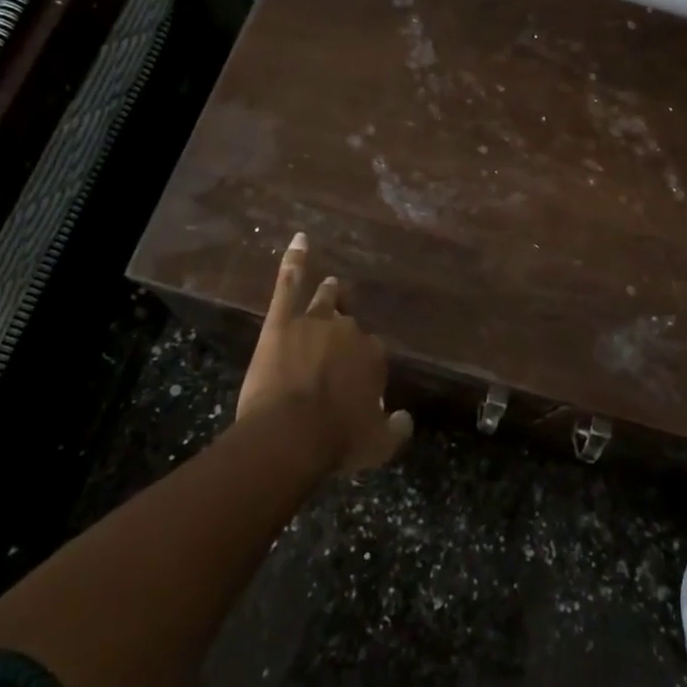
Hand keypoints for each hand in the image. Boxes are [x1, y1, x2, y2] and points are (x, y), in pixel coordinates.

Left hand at [238, 233, 412, 474]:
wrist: (290, 436)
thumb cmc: (336, 441)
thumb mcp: (378, 446)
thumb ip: (396, 430)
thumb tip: (405, 419)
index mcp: (373, 356)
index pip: (373, 353)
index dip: (362, 368)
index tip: (354, 384)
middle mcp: (349, 331)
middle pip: (349, 326)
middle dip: (344, 335)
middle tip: (335, 349)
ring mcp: (314, 322)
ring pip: (325, 300)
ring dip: (329, 294)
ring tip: (330, 285)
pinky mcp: (281, 322)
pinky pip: (289, 284)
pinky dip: (294, 261)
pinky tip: (300, 239)